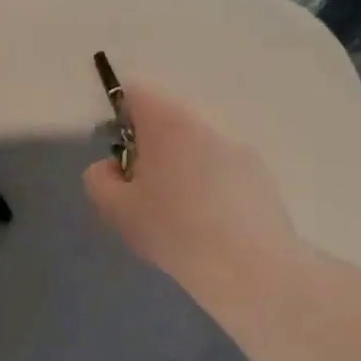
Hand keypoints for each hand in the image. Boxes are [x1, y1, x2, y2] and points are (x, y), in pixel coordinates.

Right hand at [83, 82, 297, 295]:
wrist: (250, 268)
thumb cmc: (175, 230)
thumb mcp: (117, 210)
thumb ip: (99, 179)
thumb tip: (111, 167)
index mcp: (169, 122)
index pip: (136, 93)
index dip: (119, 118)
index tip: (119, 157)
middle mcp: (207, 123)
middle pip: (167, 119)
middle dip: (151, 147)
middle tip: (143, 190)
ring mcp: (239, 147)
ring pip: (196, 144)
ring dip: (180, 165)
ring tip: (178, 210)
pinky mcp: (260, 173)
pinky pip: (222, 165)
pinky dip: (208, 182)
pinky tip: (208, 222)